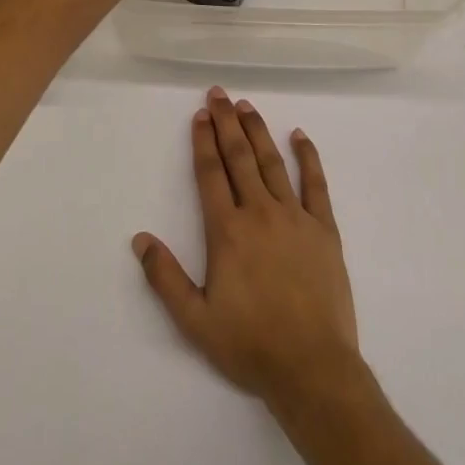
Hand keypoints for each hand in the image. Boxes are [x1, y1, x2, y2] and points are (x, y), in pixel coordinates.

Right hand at [132, 87, 361, 408]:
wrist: (313, 369)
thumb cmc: (250, 344)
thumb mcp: (195, 320)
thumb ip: (165, 277)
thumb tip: (140, 239)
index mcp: (227, 231)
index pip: (210, 173)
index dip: (203, 141)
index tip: (199, 115)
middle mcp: (259, 213)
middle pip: (239, 157)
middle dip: (226, 123)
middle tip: (219, 94)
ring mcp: (295, 218)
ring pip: (272, 163)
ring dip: (258, 131)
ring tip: (247, 105)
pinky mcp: (324, 230)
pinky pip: (316, 185)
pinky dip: (308, 158)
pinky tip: (300, 136)